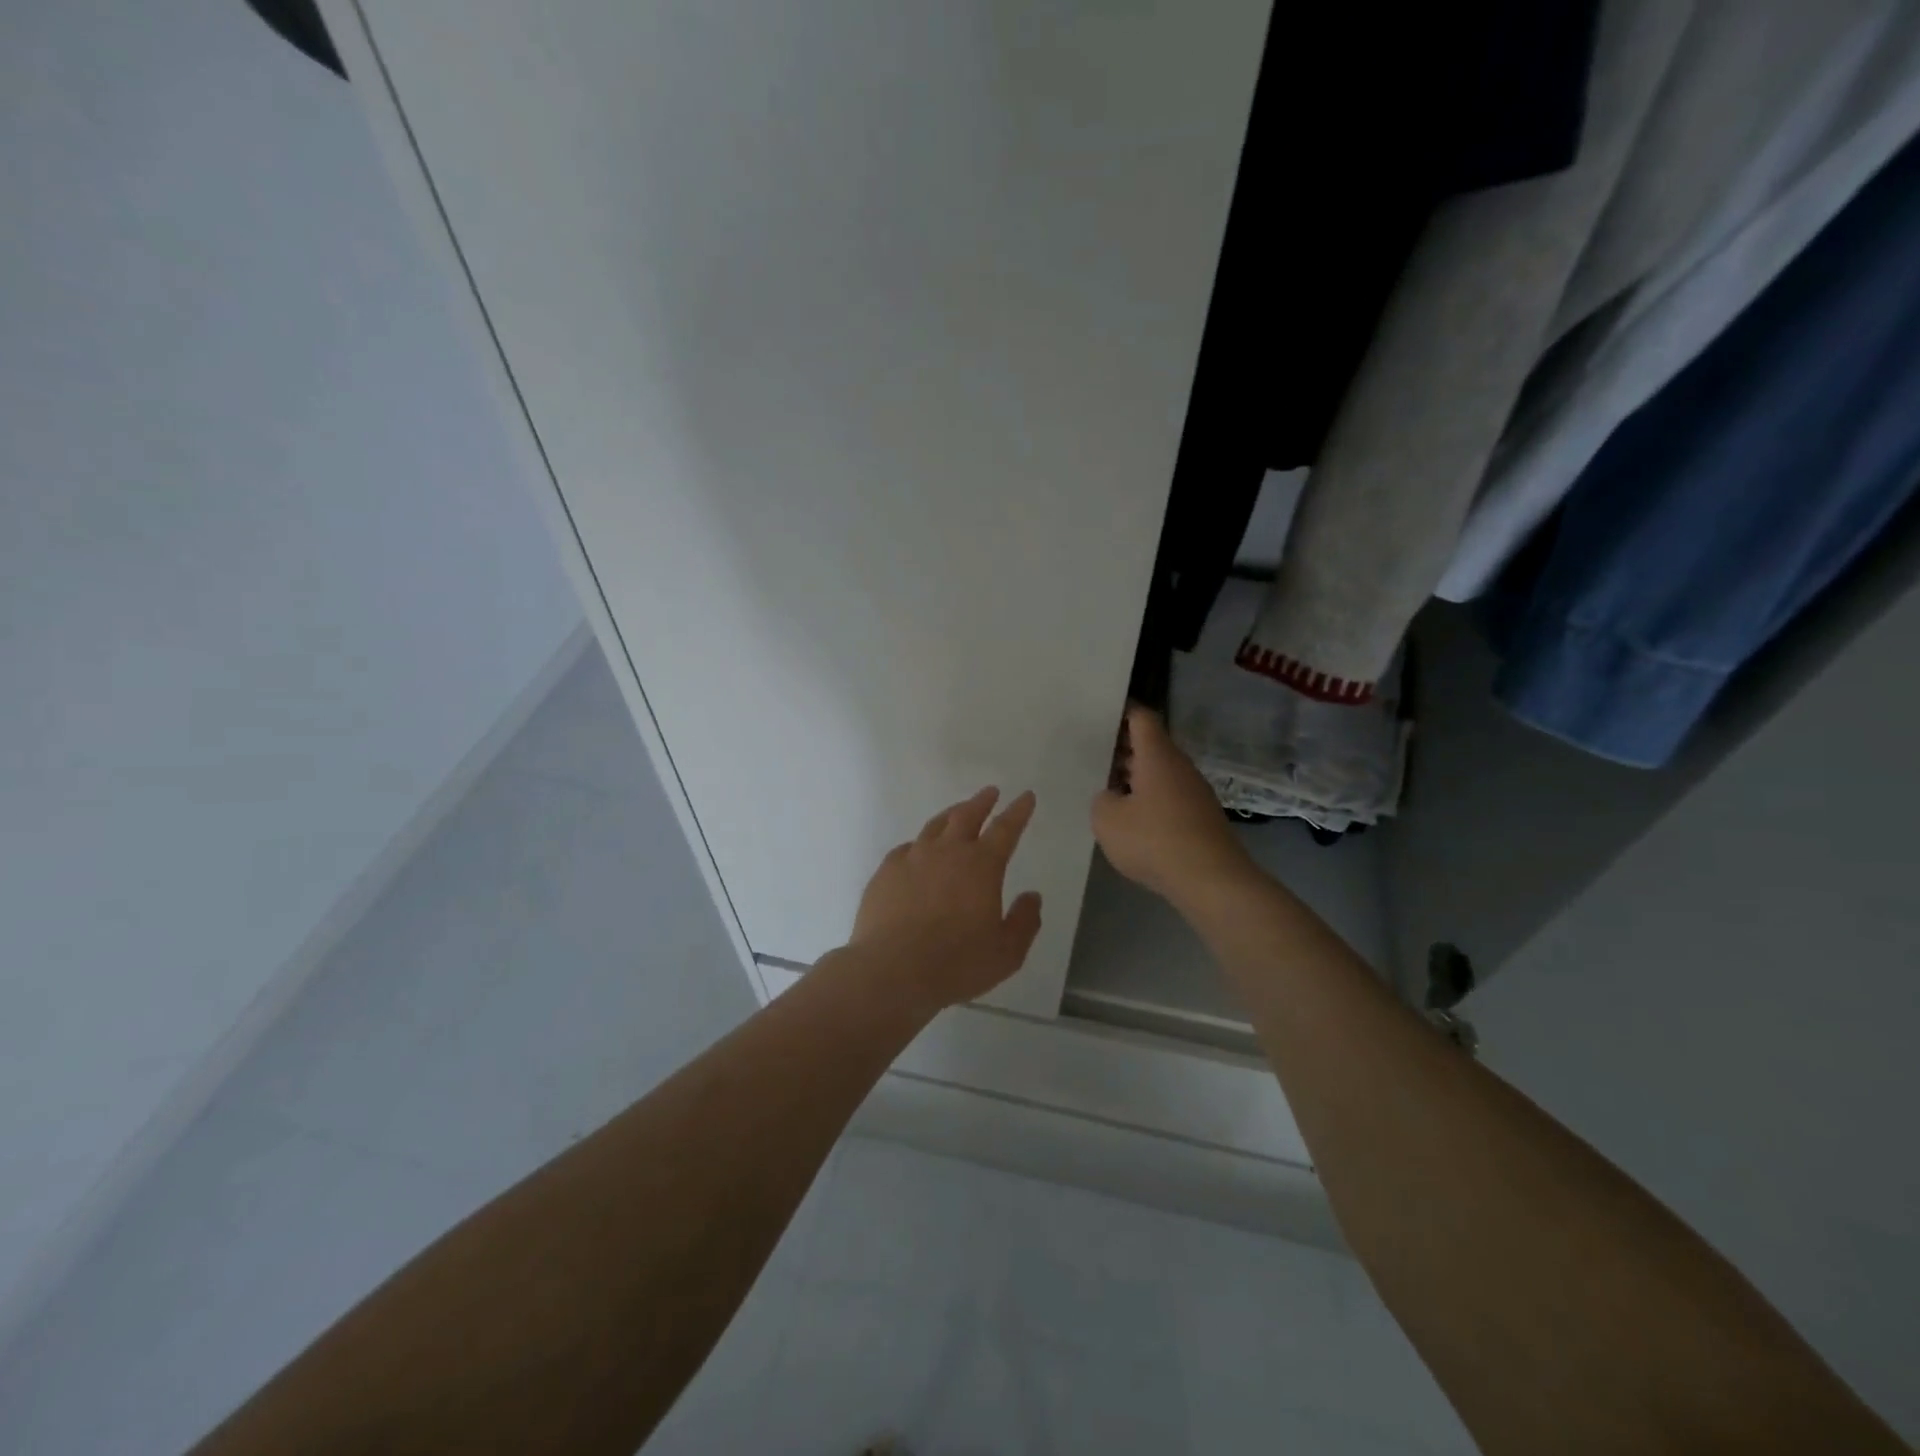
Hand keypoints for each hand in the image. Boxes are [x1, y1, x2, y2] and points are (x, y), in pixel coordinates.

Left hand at [848, 787, 1043, 1009]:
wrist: (892, 970)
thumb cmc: (957, 963)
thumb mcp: (1006, 952)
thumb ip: (1024, 921)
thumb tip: (1032, 896)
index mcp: (982, 865)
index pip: (1006, 829)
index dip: (1019, 811)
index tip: (1026, 796)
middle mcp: (947, 852)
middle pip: (966, 816)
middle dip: (982, 802)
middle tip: (990, 792)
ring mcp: (912, 859)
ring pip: (935, 826)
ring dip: (951, 815)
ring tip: (957, 812)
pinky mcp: (885, 872)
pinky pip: (906, 848)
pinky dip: (919, 844)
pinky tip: (918, 851)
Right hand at [1092, 705, 1255, 904]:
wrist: (1211, 880)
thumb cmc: (1154, 840)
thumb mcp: (1107, 819)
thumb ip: (1102, 799)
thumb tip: (1111, 796)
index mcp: (1157, 755)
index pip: (1141, 718)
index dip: (1121, 712)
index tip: (1098, 715)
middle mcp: (1180, 767)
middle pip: (1150, 746)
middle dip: (1122, 750)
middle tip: (1092, 756)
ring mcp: (1195, 792)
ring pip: (1160, 774)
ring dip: (1135, 779)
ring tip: (1106, 791)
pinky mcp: (1201, 818)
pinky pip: (1170, 798)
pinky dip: (1150, 802)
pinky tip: (1132, 822)